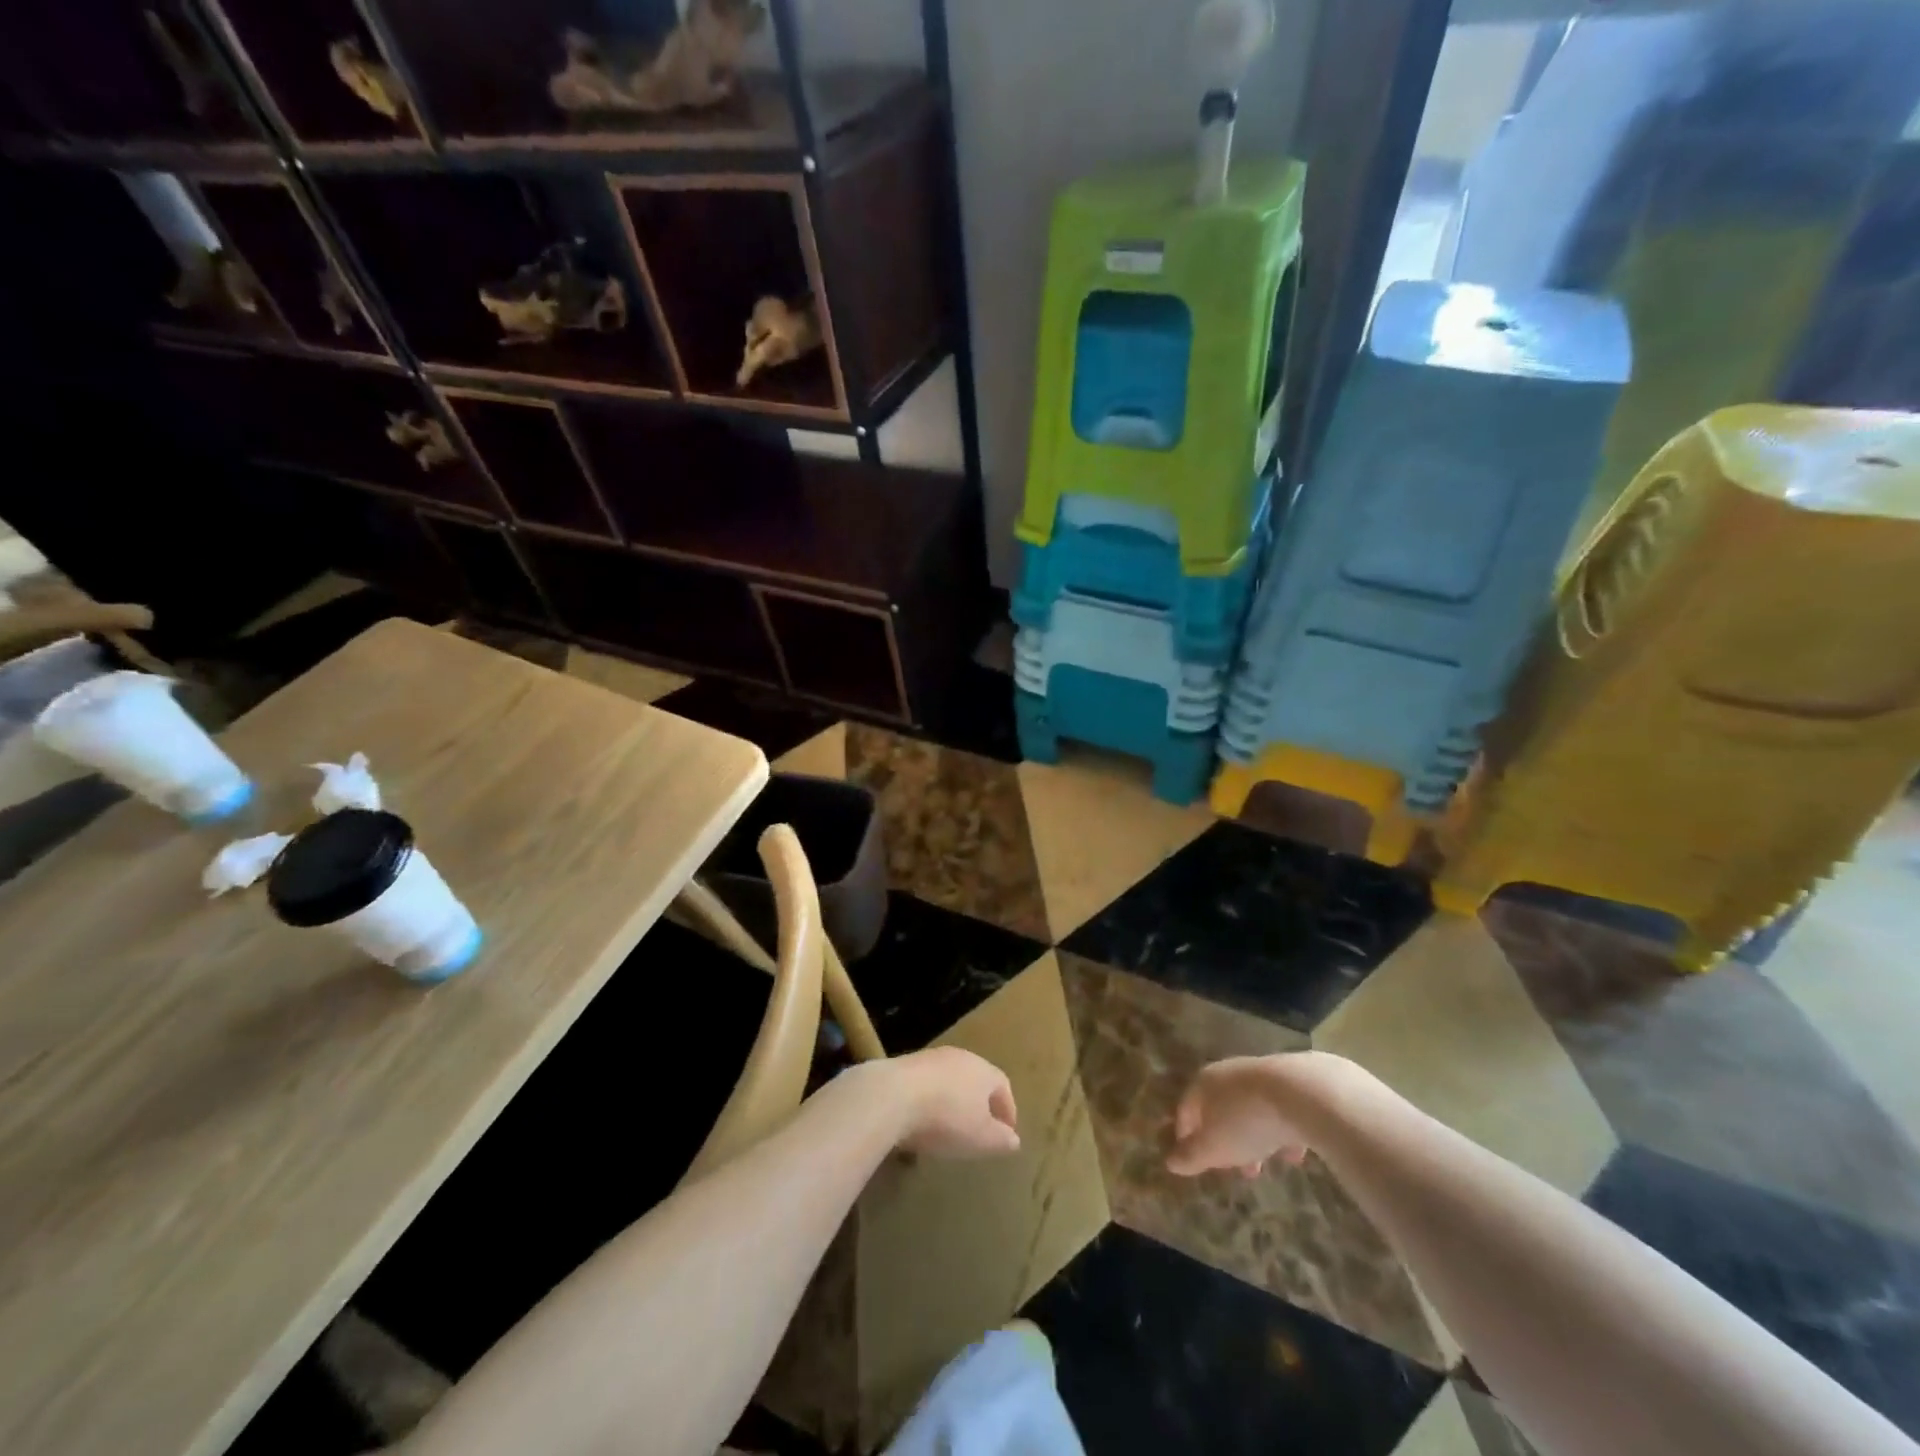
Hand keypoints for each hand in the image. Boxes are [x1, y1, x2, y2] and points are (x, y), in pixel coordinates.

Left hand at [886, 1047, 1019, 1157]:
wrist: (892, 1096)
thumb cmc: (947, 1118)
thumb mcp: (981, 1138)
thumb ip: (1001, 1139)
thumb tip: (1014, 1139)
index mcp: (984, 1071)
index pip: (1003, 1086)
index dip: (1008, 1109)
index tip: (1007, 1132)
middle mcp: (960, 1057)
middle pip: (976, 1079)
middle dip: (980, 1103)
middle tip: (980, 1128)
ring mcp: (931, 1058)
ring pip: (950, 1080)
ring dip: (953, 1100)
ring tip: (949, 1127)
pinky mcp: (905, 1064)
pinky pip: (926, 1084)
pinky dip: (930, 1101)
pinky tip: (921, 1121)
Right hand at [1167, 1055, 1311, 1177]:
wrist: (1301, 1093)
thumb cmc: (1245, 1121)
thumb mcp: (1214, 1147)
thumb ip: (1191, 1156)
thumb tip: (1170, 1162)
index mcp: (1203, 1084)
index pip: (1186, 1109)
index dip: (1185, 1136)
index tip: (1190, 1159)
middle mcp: (1228, 1074)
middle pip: (1218, 1109)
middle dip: (1223, 1140)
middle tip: (1229, 1168)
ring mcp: (1260, 1075)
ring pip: (1249, 1110)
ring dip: (1252, 1138)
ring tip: (1262, 1167)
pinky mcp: (1291, 1083)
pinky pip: (1279, 1111)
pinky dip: (1280, 1132)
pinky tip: (1292, 1154)